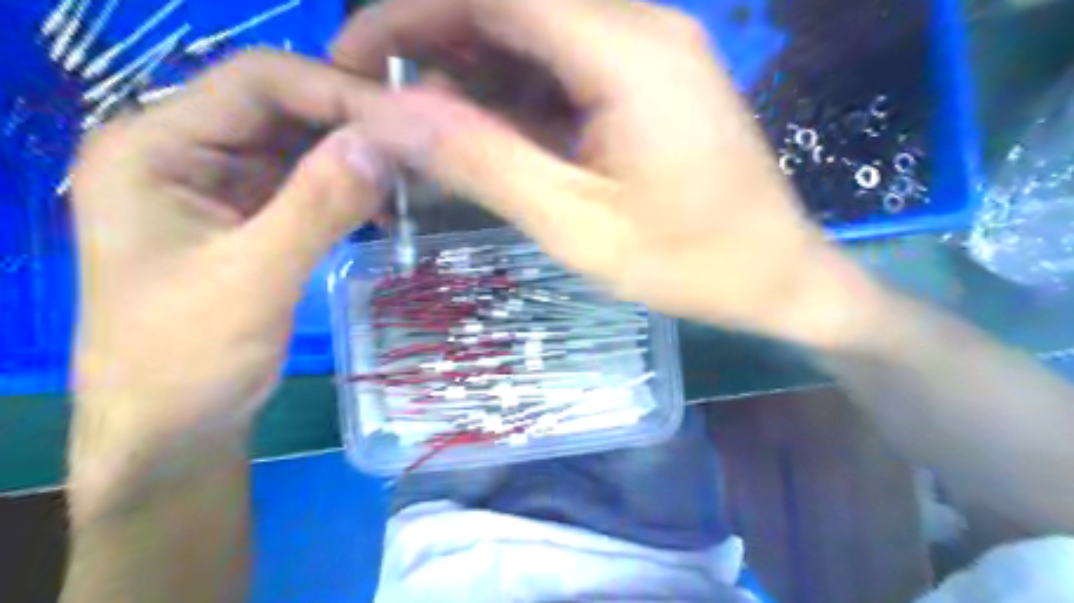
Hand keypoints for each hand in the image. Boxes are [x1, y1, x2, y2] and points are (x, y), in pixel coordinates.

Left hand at [68, 48, 396, 485]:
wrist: (173, 427)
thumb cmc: (187, 360)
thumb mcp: (253, 279)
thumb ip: (316, 206)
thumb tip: (381, 144)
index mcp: (156, 148)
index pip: (258, 83)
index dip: (334, 92)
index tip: (404, 121)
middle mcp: (185, 152)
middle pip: (282, 109)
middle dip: (352, 126)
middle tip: (418, 150)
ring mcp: (219, 185)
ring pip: (301, 146)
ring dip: (356, 159)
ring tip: (410, 178)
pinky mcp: (249, 216)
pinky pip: (307, 184)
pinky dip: (348, 189)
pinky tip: (383, 207)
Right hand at [332, 0, 885, 347]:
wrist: (776, 276)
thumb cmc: (689, 264)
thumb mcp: (576, 225)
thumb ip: (483, 162)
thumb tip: (388, 116)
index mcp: (628, 52)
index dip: (409, 13)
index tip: (354, 60)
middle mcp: (641, 27)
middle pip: (513, 4)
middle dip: (434, 42)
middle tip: (384, 105)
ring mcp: (650, 52)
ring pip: (535, 35)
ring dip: (473, 73)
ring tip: (430, 131)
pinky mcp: (651, 82)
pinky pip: (565, 68)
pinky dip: (516, 95)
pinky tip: (491, 135)